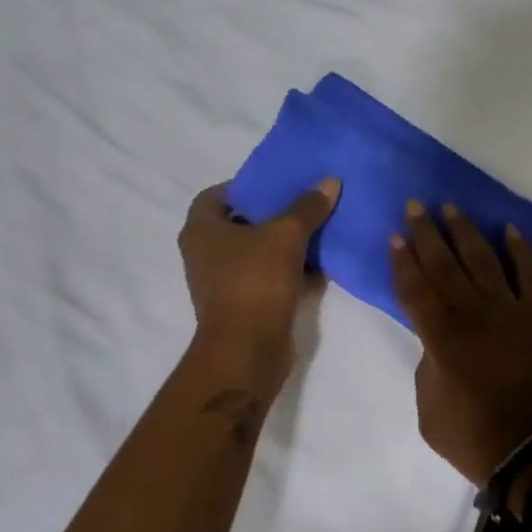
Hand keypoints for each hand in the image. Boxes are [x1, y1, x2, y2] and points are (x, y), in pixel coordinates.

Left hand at [179, 179, 339, 381]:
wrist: (247, 350)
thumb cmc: (255, 281)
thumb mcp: (286, 235)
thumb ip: (308, 207)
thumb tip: (330, 181)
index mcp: (201, 229)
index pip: (217, 194)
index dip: (246, 185)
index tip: (278, 182)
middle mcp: (204, 253)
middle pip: (240, 222)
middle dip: (271, 213)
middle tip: (303, 201)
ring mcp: (222, 281)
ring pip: (256, 251)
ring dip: (283, 242)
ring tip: (317, 227)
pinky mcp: (242, 304)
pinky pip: (267, 276)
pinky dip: (288, 269)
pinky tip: (319, 264)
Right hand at [390, 201, 531, 486]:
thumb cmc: (480, 439)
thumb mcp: (430, 414)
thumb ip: (427, 371)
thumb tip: (436, 346)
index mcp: (441, 337)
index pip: (414, 288)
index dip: (402, 261)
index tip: (394, 236)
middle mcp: (473, 312)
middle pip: (444, 264)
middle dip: (426, 233)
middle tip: (415, 205)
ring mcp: (510, 309)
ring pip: (482, 259)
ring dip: (465, 231)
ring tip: (451, 207)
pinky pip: (529, 273)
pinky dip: (520, 250)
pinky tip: (509, 230)